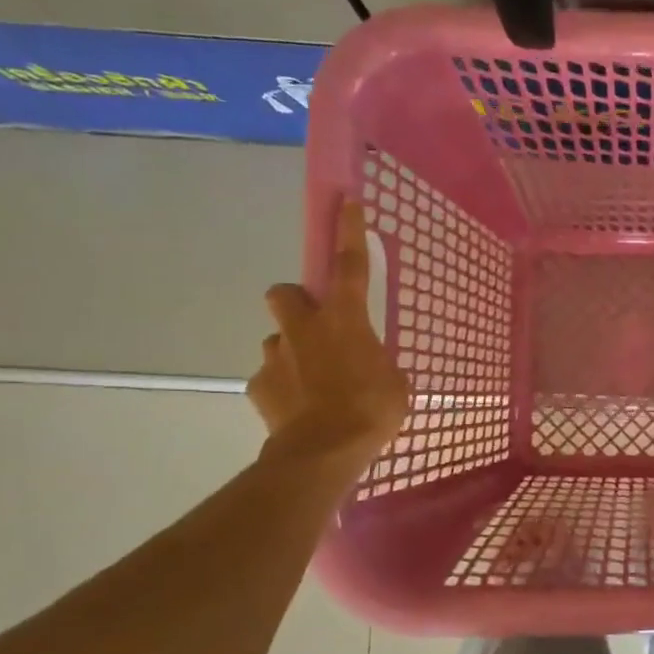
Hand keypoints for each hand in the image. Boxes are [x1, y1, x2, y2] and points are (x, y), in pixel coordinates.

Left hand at [249, 200, 408, 474]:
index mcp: (345, 320)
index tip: (347, 201)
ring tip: (314, 383)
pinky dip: (283, 388)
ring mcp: (275, 356)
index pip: (349, 265)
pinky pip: (271, 378)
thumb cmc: (371, 411)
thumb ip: (378, 363)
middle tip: (316, 325)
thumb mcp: (395, 383)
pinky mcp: (258, 386)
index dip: (349, 231)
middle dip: (296, 302)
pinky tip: (299, 409)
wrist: (323, 452)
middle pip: (285, 292)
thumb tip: (367, 365)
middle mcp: (304, 329)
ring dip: (293, 352)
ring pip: (278, 339)